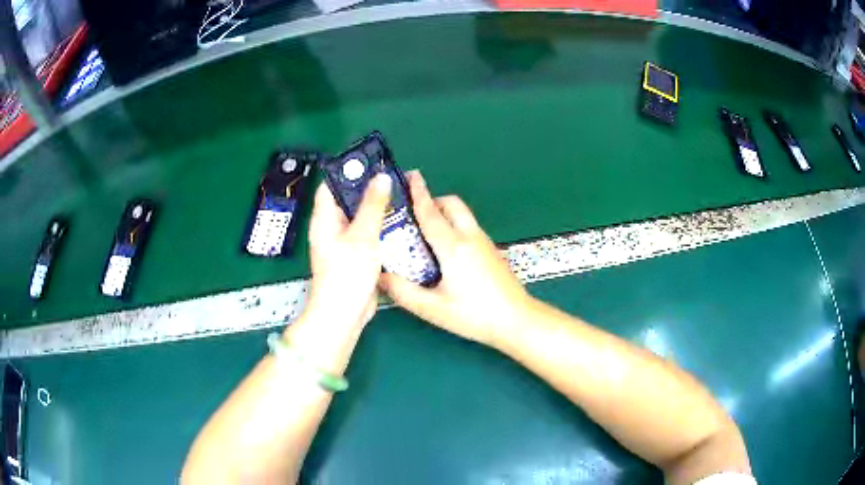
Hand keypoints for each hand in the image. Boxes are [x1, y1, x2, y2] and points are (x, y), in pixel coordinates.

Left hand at [301, 174, 391, 330]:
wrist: (344, 313)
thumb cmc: (347, 273)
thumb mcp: (362, 235)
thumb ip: (373, 205)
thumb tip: (381, 176)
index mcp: (324, 218)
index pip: (331, 184)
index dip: (349, 171)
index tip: (372, 162)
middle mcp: (330, 227)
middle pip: (348, 199)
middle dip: (368, 188)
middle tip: (393, 178)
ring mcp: (342, 242)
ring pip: (359, 217)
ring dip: (376, 208)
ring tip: (400, 196)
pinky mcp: (354, 255)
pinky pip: (366, 233)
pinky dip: (379, 226)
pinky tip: (398, 222)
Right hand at [380, 171, 534, 346]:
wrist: (517, 320)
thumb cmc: (474, 315)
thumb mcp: (433, 309)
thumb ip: (404, 292)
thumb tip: (380, 276)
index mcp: (453, 247)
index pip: (430, 212)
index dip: (417, 192)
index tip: (409, 176)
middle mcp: (470, 237)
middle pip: (451, 204)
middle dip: (432, 200)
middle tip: (414, 212)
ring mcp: (484, 242)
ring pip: (462, 214)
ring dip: (444, 213)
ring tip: (425, 233)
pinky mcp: (492, 250)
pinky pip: (469, 227)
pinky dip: (454, 226)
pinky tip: (446, 252)